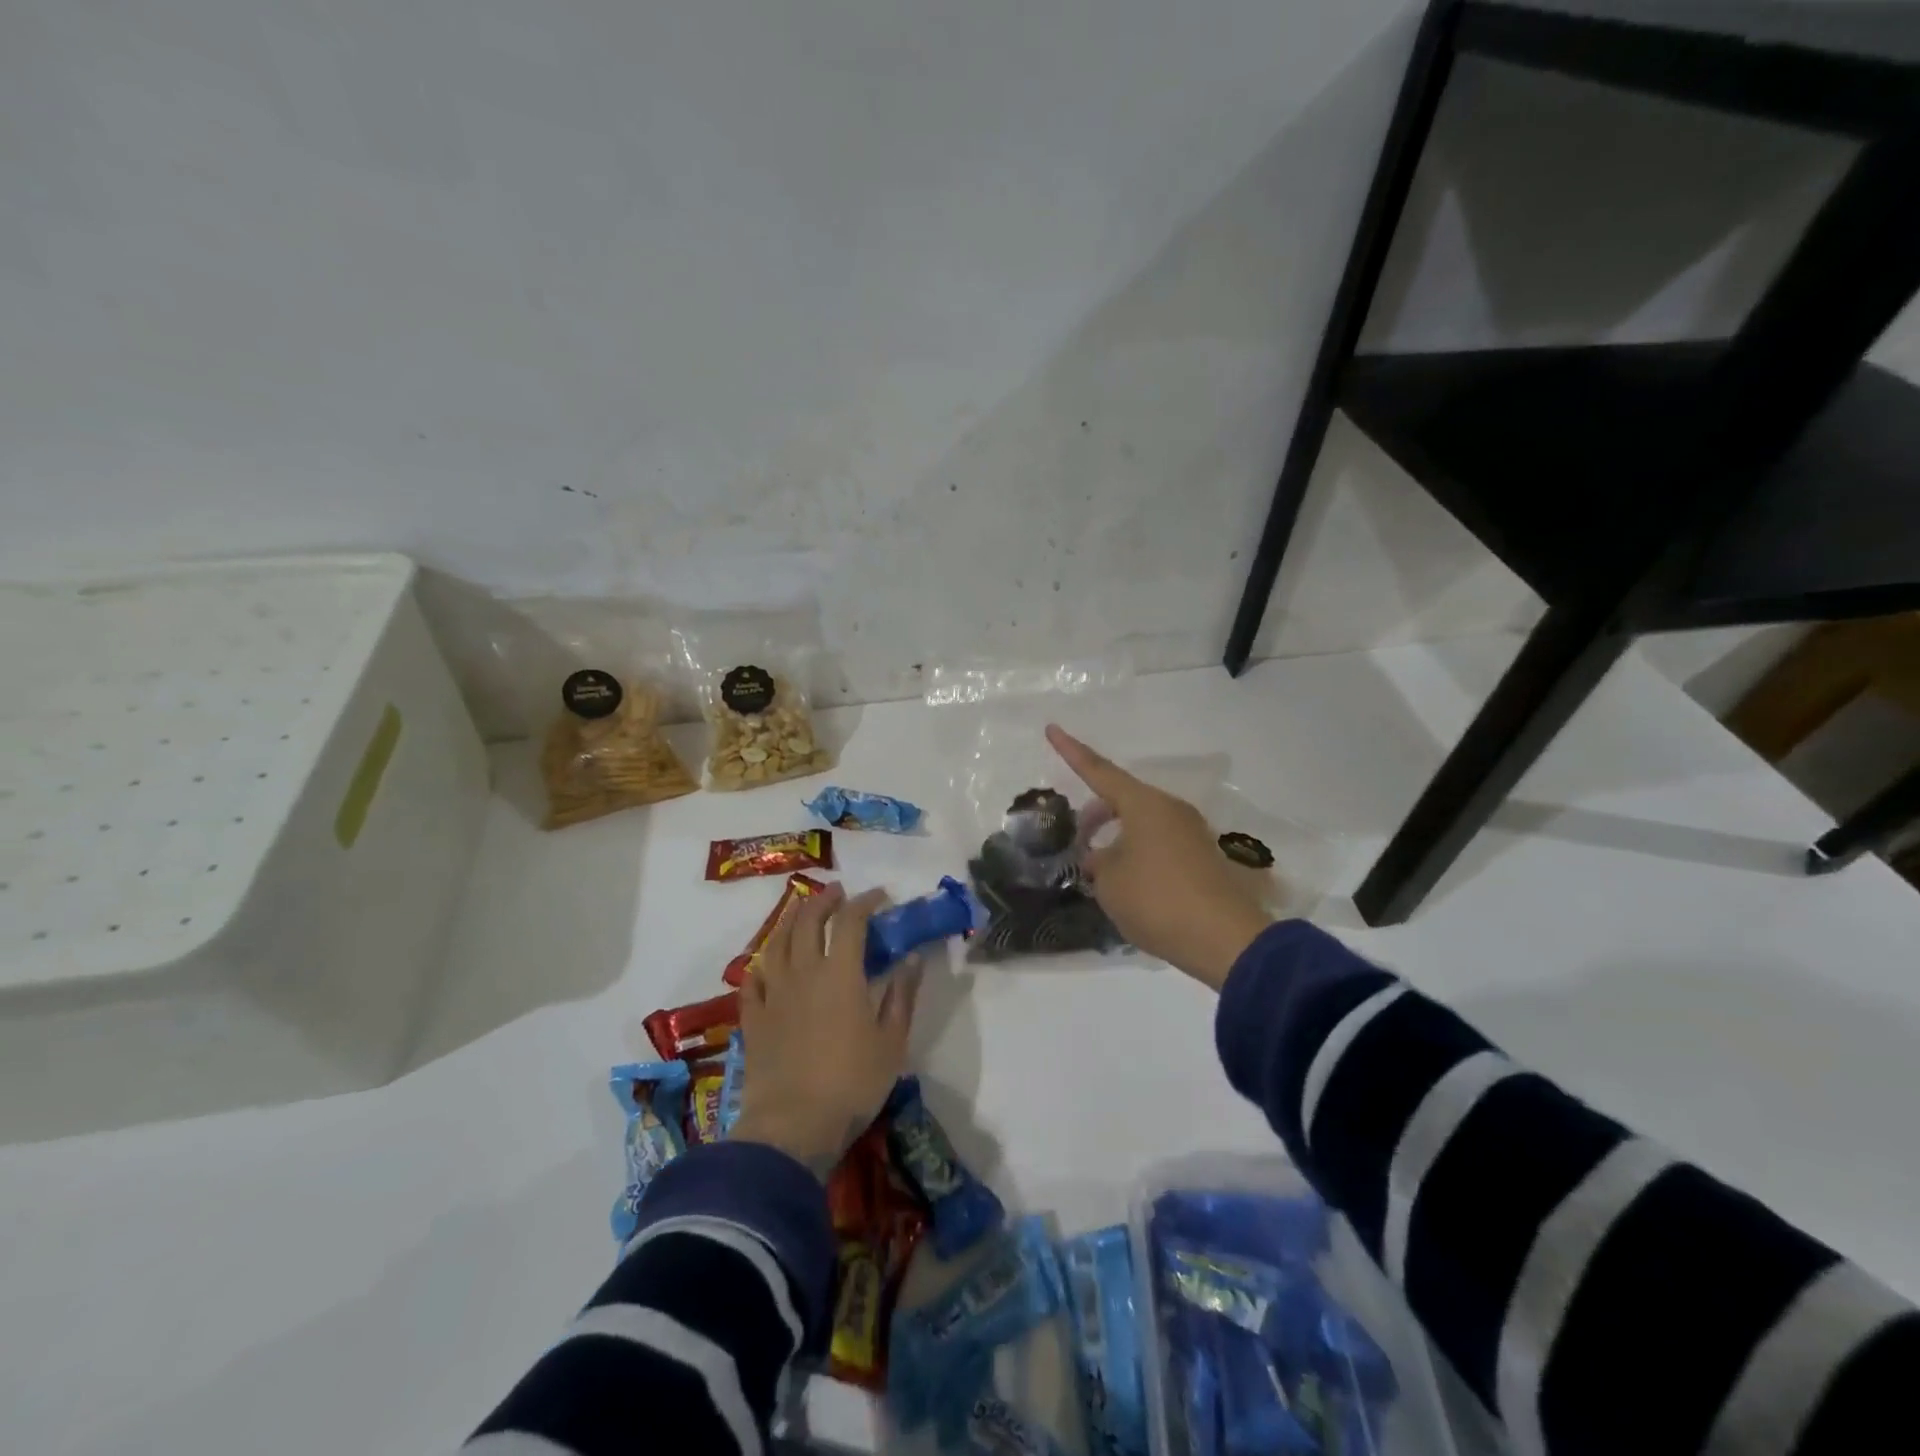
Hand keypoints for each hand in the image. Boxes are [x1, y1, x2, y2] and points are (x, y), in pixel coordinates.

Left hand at [731, 882, 918, 1178]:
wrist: (792, 1126)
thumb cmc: (852, 1083)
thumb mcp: (892, 1041)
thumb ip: (902, 995)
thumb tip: (913, 958)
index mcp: (840, 973)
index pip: (851, 920)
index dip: (866, 902)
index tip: (880, 896)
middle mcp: (803, 972)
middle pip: (808, 920)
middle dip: (825, 900)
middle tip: (838, 893)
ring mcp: (773, 993)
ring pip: (777, 942)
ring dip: (791, 921)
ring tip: (802, 914)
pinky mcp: (753, 1017)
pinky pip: (753, 979)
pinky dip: (763, 964)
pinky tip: (768, 964)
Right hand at [1046, 724, 1271, 990]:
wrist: (1225, 941)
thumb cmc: (1156, 900)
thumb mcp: (1109, 882)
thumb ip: (1097, 861)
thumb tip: (1102, 856)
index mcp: (1144, 804)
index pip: (1099, 770)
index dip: (1071, 751)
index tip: (1052, 728)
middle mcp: (1170, 809)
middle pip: (1122, 799)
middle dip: (1095, 815)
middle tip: (1077, 842)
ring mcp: (1191, 832)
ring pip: (1141, 823)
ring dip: (1116, 838)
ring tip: (1100, 871)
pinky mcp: (1202, 857)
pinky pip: (1158, 844)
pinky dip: (1137, 853)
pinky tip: (1129, 885)